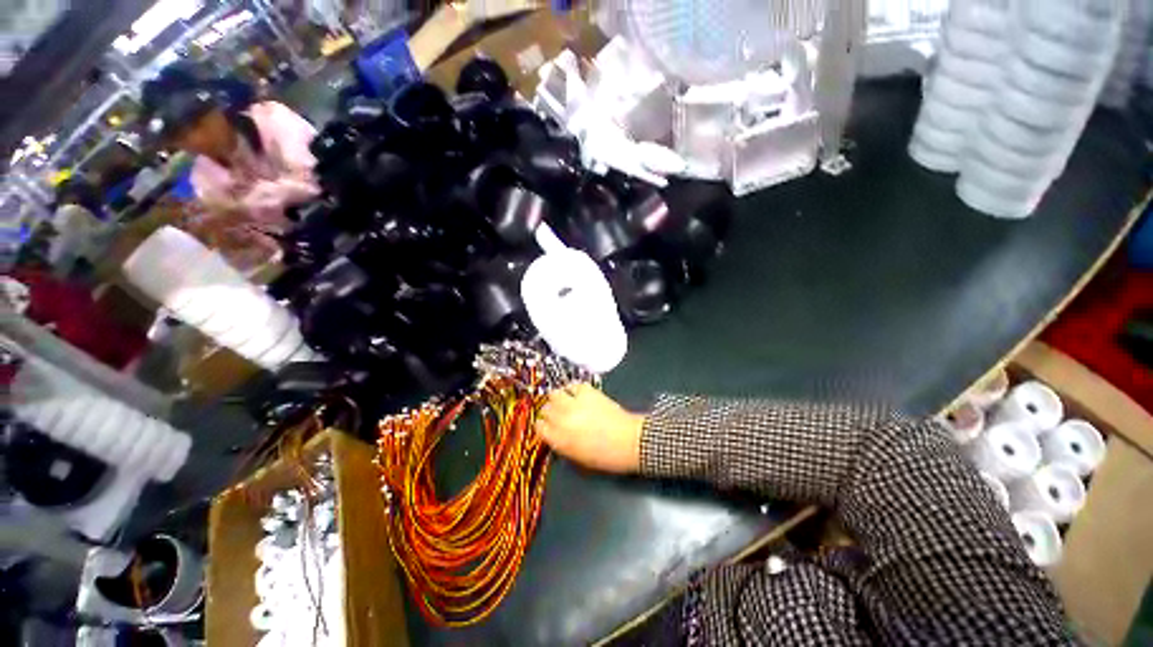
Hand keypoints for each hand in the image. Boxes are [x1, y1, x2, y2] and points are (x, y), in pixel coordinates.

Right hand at [536, 384, 645, 473]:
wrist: (630, 441)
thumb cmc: (605, 456)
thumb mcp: (577, 458)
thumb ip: (561, 444)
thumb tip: (555, 434)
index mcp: (559, 439)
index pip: (538, 427)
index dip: (543, 426)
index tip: (548, 426)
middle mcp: (562, 419)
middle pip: (545, 409)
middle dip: (550, 412)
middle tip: (559, 415)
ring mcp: (574, 403)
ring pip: (554, 394)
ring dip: (558, 398)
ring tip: (566, 402)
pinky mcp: (587, 391)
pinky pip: (572, 385)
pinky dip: (573, 389)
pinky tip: (578, 395)